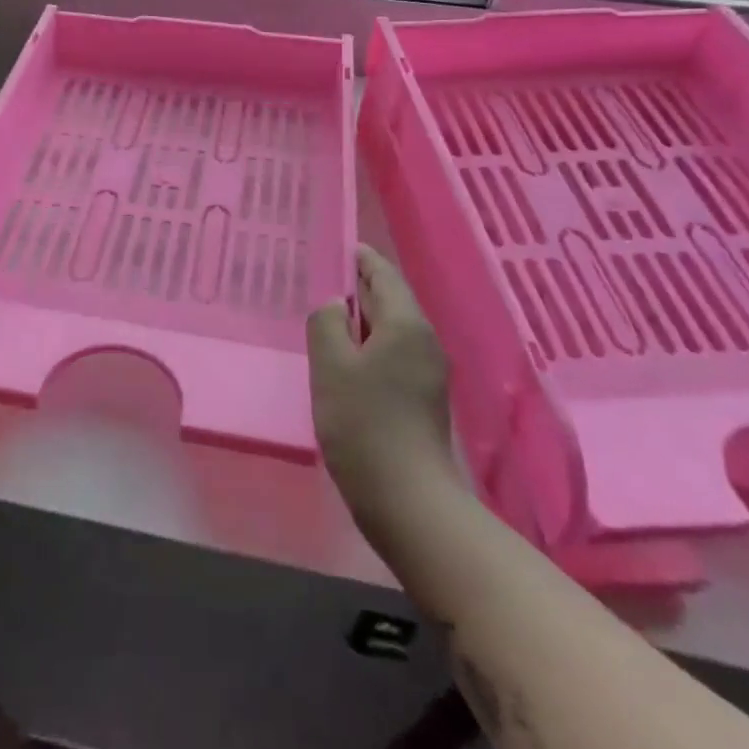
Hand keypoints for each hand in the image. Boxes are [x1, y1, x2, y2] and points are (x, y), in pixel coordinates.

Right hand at [307, 245, 457, 551]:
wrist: (409, 502)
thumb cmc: (365, 425)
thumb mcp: (331, 366)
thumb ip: (327, 322)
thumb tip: (336, 305)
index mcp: (406, 324)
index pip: (382, 273)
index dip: (358, 257)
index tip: (333, 245)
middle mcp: (425, 340)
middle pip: (390, 299)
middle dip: (357, 287)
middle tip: (319, 281)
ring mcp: (429, 372)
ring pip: (392, 329)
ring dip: (362, 320)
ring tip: (325, 319)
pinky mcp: (424, 399)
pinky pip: (394, 355)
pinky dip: (369, 346)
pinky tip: (344, 362)